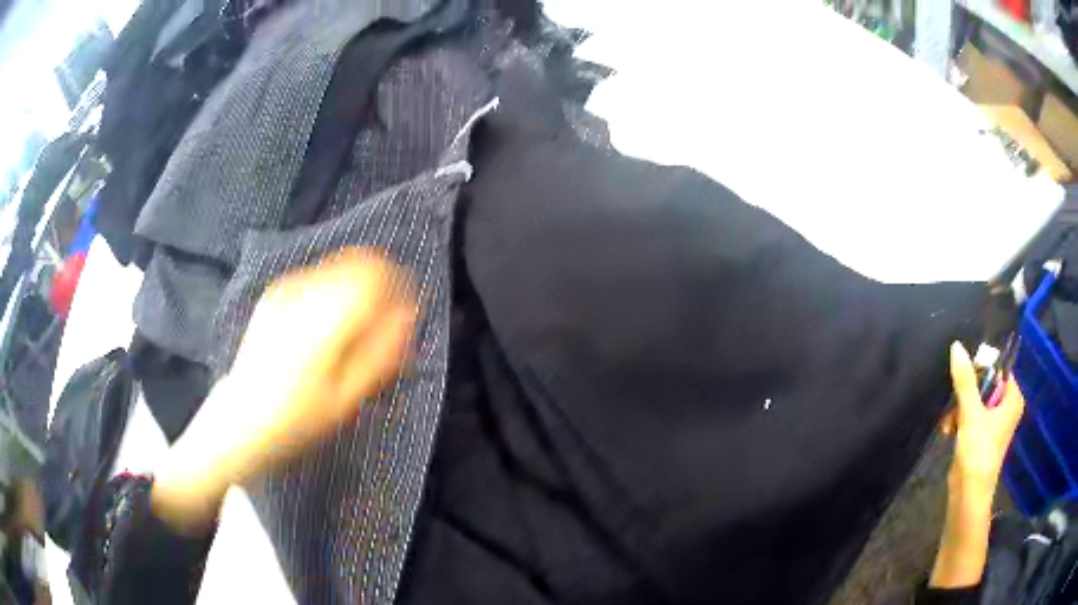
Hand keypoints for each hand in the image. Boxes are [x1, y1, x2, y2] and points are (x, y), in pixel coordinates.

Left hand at [152, 249, 416, 529]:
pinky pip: (318, 277)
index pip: (373, 273)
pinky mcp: (274, 294)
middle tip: (383, 323)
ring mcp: (285, 290)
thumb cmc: (297, 419)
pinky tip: (327, 326)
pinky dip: (334, 292)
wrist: (240, 419)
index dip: (397, 285)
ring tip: (354, 329)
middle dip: (379, 286)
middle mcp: (303, 292)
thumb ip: (381, 352)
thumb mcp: (347, 398)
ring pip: (339, 267)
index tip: (405, 310)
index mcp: (322, 319)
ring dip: (357, 288)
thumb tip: (408, 314)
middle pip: (358, 263)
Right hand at [942, 341, 1024, 496]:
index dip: (981, 368)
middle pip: (985, 385)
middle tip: (954, 404)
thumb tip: (957, 346)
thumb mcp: (970, 413)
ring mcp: (995, 424)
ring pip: (975, 402)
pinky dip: (959, 421)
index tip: (964, 376)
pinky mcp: (982, 437)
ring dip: (959, 409)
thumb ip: (965, 380)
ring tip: (948, 424)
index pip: (999, 369)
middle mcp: (1007, 408)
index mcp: (1012, 399)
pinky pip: (971, 417)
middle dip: (966, 394)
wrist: (968, 496)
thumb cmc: (978, 453)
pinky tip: (948, 431)